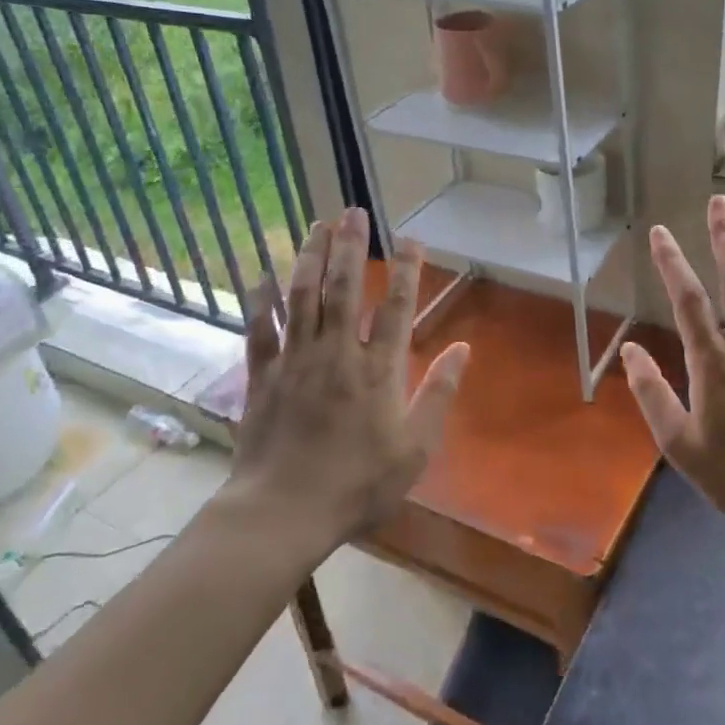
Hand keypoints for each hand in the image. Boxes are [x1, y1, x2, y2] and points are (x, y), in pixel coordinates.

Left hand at [222, 209, 468, 550]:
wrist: (284, 511)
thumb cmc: (358, 484)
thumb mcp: (415, 447)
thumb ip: (439, 394)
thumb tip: (464, 348)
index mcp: (378, 370)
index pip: (397, 308)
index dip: (407, 271)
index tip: (412, 240)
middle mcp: (337, 353)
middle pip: (345, 289)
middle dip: (352, 247)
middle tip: (354, 212)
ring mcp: (296, 361)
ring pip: (303, 297)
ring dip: (311, 258)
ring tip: (318, 226)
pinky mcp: (263, 376)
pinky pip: (260, 329)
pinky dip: (261, 299)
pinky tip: (262, 274)